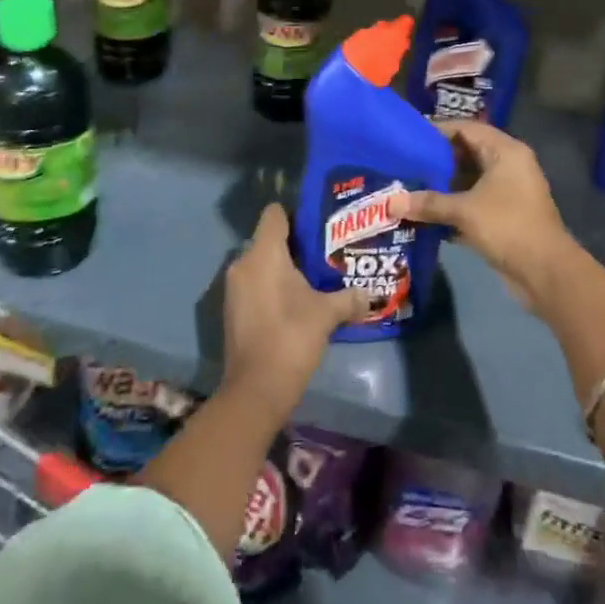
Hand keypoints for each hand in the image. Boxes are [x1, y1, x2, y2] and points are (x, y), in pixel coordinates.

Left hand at [221, 203, 368, 418]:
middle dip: (293, 244)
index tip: (318, 225)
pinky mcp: (233, 309)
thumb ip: (349, 298)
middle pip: (268, 239)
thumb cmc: (291, 337)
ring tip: (313, 277)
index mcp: (263, 254)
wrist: (256, 389)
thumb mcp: (327, 314)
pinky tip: (295, 301)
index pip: (274, 214)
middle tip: (323, 252)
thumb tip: (371, 294)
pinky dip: (271, 286)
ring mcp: (234, 288)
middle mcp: (242, 263)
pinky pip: (254, 284)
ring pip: (260, 263)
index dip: (295, 215)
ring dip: (282, 268)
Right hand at [395, 120, 574, 315]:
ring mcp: (508, 191)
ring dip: (442, 186)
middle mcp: (508, 165)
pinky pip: (473, 202)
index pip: (466, 128)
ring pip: (469, 180)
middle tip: (403, 164)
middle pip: (466, 153)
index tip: (408, 138)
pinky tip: (424, 214)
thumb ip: (428, 203)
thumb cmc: (508, 227)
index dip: (437, 131)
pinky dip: (452, 206)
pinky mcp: (504, 215)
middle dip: (436, 161)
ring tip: (408, 187)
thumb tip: (390, 202)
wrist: (546, 272)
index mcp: (505, 151)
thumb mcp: (464, 211)